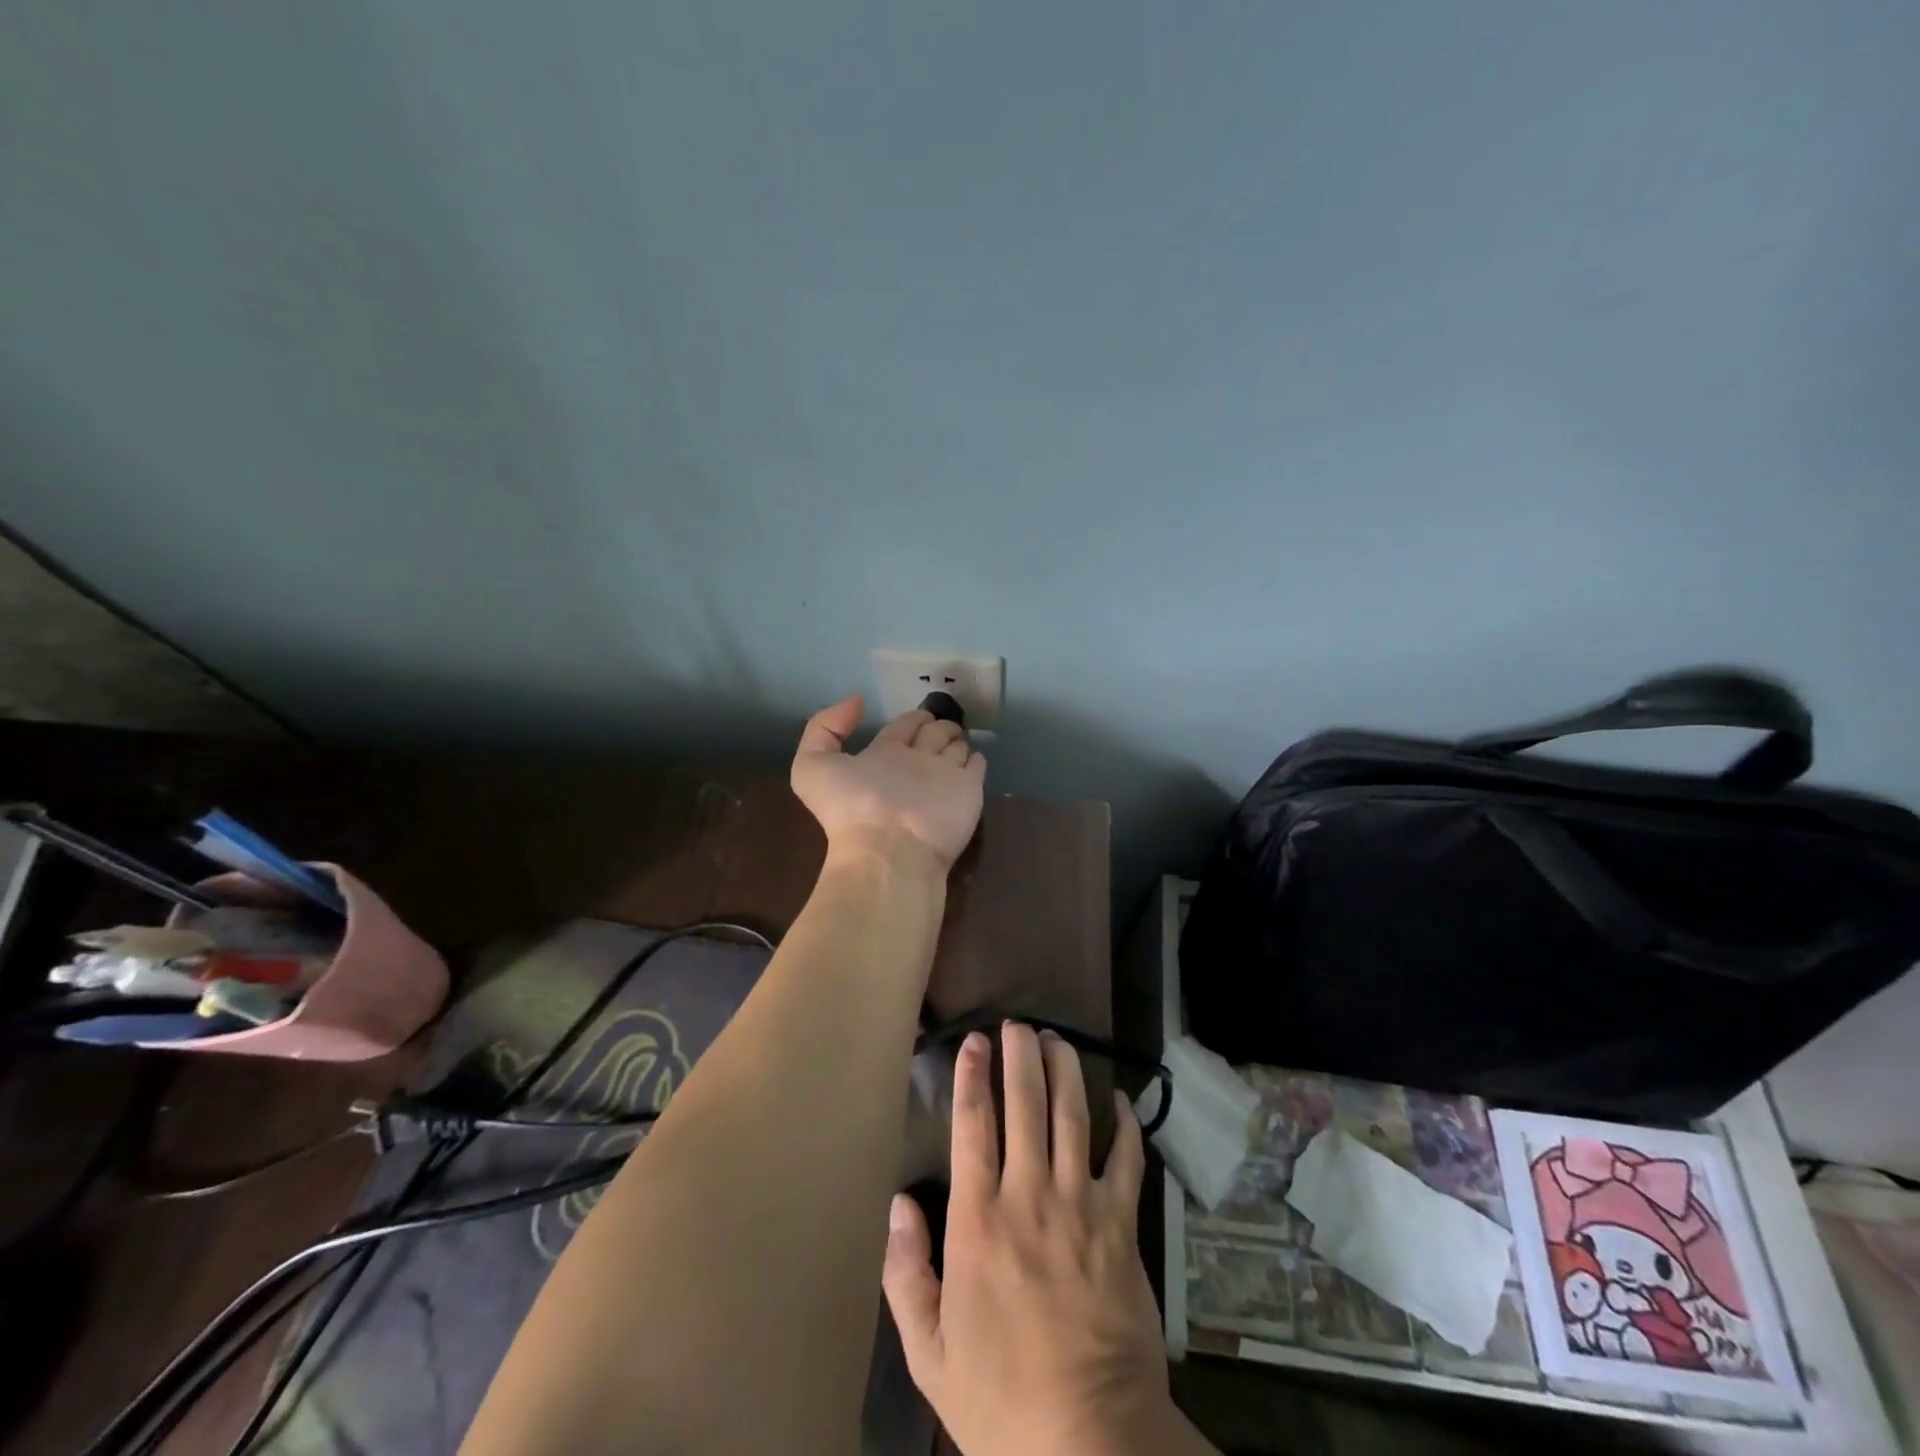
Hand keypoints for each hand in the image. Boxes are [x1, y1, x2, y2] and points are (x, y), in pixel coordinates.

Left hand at [791, 696, 985, 871]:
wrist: (889, 848)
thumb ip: (825, 728)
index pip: (901, 729)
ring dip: (956, 738)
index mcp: (883, 756)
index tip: (920, 714)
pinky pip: (976, 766)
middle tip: (943, 718)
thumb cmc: (853, 806)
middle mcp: (914, 765)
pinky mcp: (968, 790)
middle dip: (937, 725)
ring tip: (958, 732)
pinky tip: (974, 754)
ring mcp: (943, 777)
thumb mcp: (812, 766)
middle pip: (931, 736)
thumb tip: (857, 702)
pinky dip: (975, 759)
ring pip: (954, 749)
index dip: (910, 719)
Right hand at [883, 1024, 1211, 1455]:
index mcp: (979, 1221)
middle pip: (1026, 1104)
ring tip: (1057, 1039)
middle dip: (1020, 1056)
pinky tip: (1118, 1099)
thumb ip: (906, 1274)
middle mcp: (1030, 1196)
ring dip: (1065, 1071)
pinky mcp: (1121, 1226)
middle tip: (1018, 1023)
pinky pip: (1126, 1161)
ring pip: (1073, 1117)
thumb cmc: (1001, 1399)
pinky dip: (1124, 1125)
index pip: (973, 1126)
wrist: (1091, 1441)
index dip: (973, 1076)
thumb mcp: (929, 1352)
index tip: (975, 1042)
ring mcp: (1081, 1206)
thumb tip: (897, 1204)